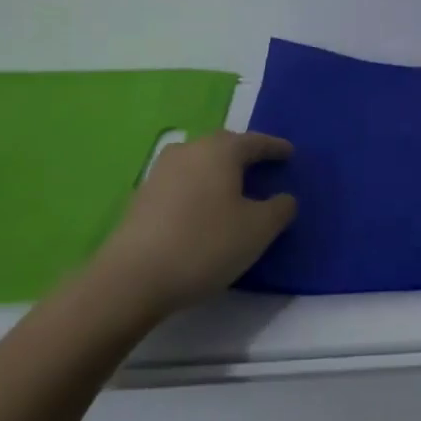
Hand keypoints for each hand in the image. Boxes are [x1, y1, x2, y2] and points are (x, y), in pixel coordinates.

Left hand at [88, 130, 296, 318]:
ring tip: (234, 188)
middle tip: (263, 166)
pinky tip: (205, 208)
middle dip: (244, 154)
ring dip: (219, 171)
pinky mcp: (142, 197)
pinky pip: (182, 182)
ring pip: (199, 163)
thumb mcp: (258, 230)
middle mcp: (188, 151)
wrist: (132, 279)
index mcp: (219, 151)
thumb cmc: (205, 245)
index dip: (275, 148)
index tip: (289, 153)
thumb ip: (280, 208)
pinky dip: (199, 188)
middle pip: (223, 146)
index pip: (254, 142)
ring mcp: (160, 173)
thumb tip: (283, 198)